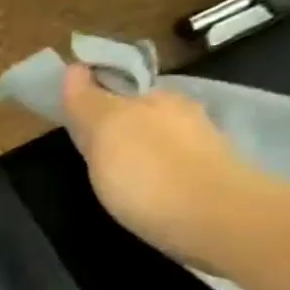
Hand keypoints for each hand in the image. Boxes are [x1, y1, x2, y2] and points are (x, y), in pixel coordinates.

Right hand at [60, 63, 279, 268]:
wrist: (218, 223)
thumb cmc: (150, 173)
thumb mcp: (106, 131)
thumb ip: (88, 102)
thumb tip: (75, 67)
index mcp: (157, 99)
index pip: (118, 89)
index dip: (93, 100)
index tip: (72, 118)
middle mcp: (183, 117)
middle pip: (140, 115)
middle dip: (117, 127)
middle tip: (88, 151)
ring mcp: (201, 150)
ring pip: (158, 143)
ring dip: (137, 153)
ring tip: (113, 177)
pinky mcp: (210, 183)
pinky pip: (172, 170)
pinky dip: (155, 176)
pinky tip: (143, 193)